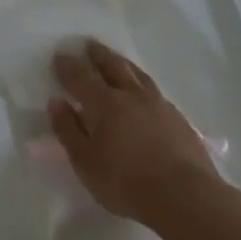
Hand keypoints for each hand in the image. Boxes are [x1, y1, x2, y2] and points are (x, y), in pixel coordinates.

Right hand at [48, 40, 219, 224]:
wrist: (184, 195)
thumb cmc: (125, 181)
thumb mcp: (85, 161)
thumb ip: (69, 130)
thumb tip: (57, 102)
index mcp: (105, 104)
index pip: (81, 78)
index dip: (68, 66)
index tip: (60, 55)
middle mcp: (132, 96)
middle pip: (113, 66)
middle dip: (98, 55)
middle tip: (89, 44)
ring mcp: (159, 105)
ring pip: (138, 74)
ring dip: (123, 63)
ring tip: (116, 59)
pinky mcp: (178, 118)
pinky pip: (154, 90)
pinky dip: (142, 83)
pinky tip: (143, 91)